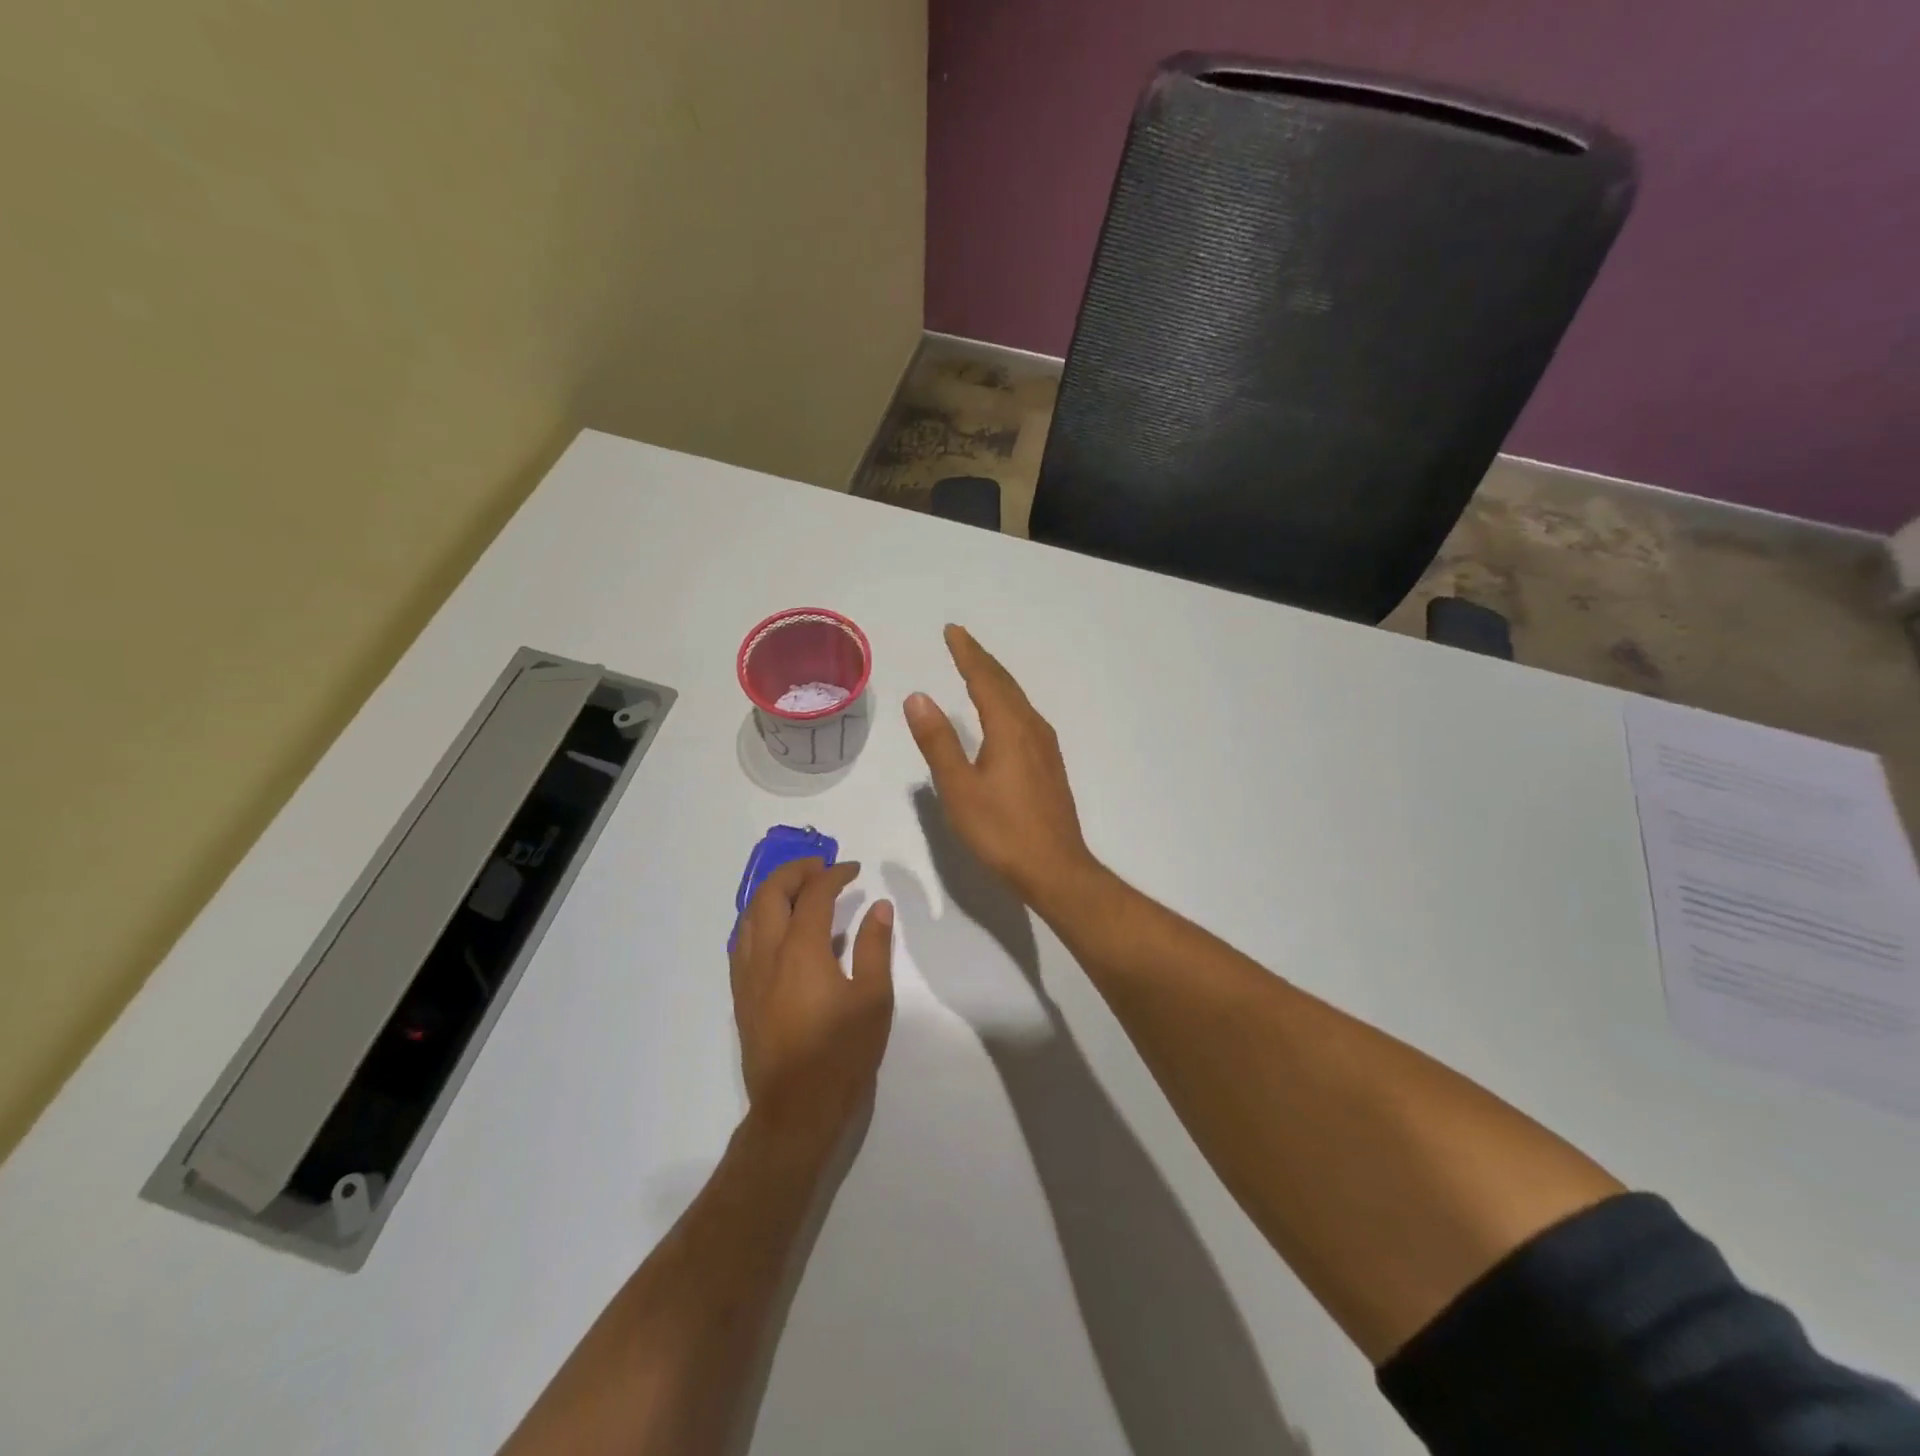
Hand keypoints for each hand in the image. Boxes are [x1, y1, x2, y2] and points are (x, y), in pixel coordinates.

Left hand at [730, 860, 894, 1141]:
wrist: (796, 1109)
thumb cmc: (842, 1053)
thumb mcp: (873, 998)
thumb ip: (875, 947)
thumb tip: (878, 907)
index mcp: (801, 950)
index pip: (815, 895)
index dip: (834, 875)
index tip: (854, 869)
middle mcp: (767, 954)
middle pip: (771, 894)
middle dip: (795, 871)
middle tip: (822, 867)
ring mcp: (748, 975)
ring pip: (750, 915)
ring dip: (773, 891)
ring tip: (799, 888)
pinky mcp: (741, 995)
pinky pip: (742, 940)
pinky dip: (759, 918)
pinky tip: (775, 927)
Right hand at [904, 625, 1102, 912]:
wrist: (1055, 869)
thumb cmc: (1001, 831)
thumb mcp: (959, 788)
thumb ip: (938, 741)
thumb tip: (918, 697)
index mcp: (1009, 728)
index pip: (984, 679)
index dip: (967, 653)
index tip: (952, 631)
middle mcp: (1032, 729)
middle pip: (1005, 684)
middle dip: (981, 660)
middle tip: (961, 641)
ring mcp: (1046, 748)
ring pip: (1018, 701)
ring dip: (996, 680)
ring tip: (977, 669)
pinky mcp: (1050, 766)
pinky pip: (1025, 718)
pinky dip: (1007, 702)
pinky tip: (1003, 715)